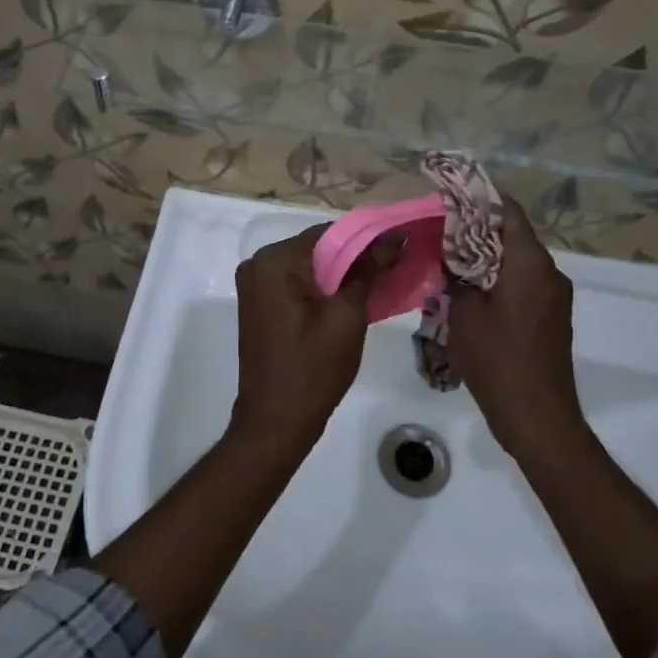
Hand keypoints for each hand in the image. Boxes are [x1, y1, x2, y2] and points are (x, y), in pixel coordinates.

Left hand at [232, 225, 391, 451]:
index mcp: (274, 261)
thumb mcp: (347, 317)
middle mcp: (258, 264)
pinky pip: (298, 284)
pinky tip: (354, 298)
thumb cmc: (313, 370)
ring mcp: (255, 285)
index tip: (401, 245)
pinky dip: (324, 289)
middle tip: (396, 265)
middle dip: (356, 257)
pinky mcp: (260, 304)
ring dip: (342, 274)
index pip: (329, 234)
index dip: (368, 238)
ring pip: (310, 267)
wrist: (275, 423)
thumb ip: (369, 271)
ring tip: (382, 281)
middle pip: (318, 249)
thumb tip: (395, 238)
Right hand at [448, 201, 582, 457]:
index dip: (480, 201)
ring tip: (449, 261)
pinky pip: (524, 285)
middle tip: (441, 232)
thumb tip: (450, 256)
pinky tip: (470, 293)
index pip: (509, 212)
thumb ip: (456, 276)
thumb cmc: (498, 359)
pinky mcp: (552, 319)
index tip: (451, 199)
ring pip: (518, 263)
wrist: (537, 417)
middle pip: (514, 236)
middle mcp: (550, 273)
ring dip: (487, 258)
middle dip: (478, 231)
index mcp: (531, 263)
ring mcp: (555, 298)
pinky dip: (499, 280)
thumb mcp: (464, 313)